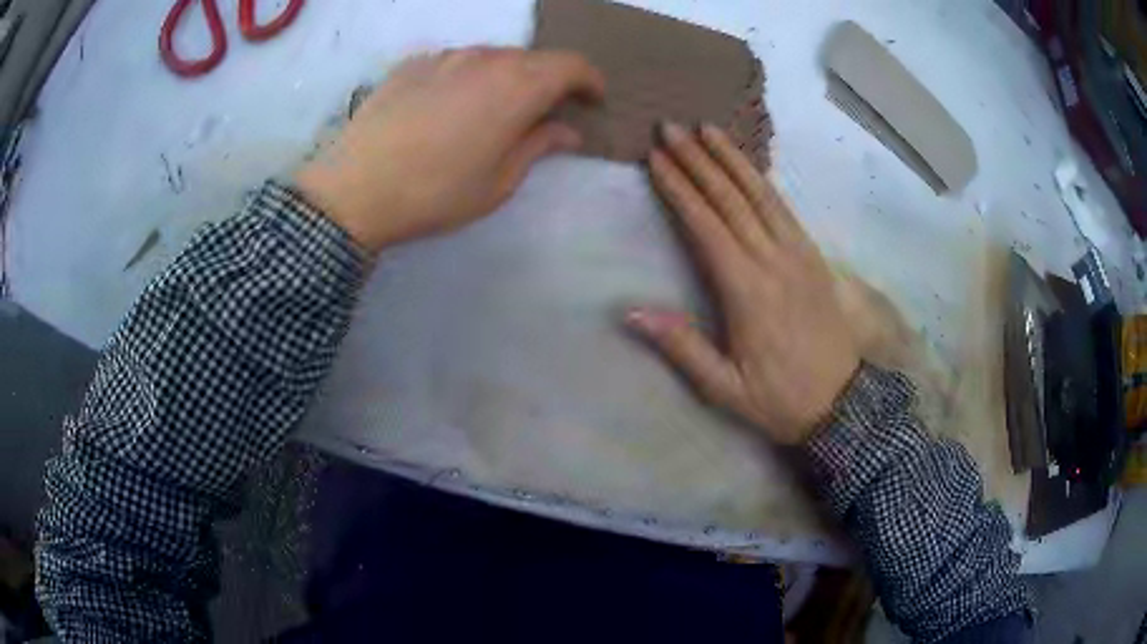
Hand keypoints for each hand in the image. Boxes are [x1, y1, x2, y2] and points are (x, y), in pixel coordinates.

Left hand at [296, 47, 604, 253]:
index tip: (592, 99)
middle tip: (545, 111)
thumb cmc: (435, 192)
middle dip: (549, 80)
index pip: (571, 65)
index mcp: (517, 86)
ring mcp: (444, 56)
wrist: (354, 188)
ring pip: (492, 56)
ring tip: (494, 108)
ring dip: (507, 76)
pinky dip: (468, 76)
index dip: (589, 80)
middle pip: (532, 58)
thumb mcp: (498, 182)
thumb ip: (539, 146)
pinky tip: (451, 104)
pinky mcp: (411, 64)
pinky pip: (455, 61)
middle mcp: (485, 59)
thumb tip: (567, 131)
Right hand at [626, 123, 859, 444]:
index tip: (656, 158)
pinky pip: (785, 208)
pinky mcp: (813, 257)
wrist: (844, 403)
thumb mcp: (726, 389)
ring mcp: (798, 254)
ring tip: (708, 128)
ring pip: (761, 194)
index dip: (679, 189)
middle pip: (731, 199)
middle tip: (671, 128)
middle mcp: (772, 261)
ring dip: (732, 159)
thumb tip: (631, 312)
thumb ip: (682, 348)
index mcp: (747, 292)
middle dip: (698, 160)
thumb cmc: (781, 399)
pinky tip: (748, 166)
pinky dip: (762, 180)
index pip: (706, 226)